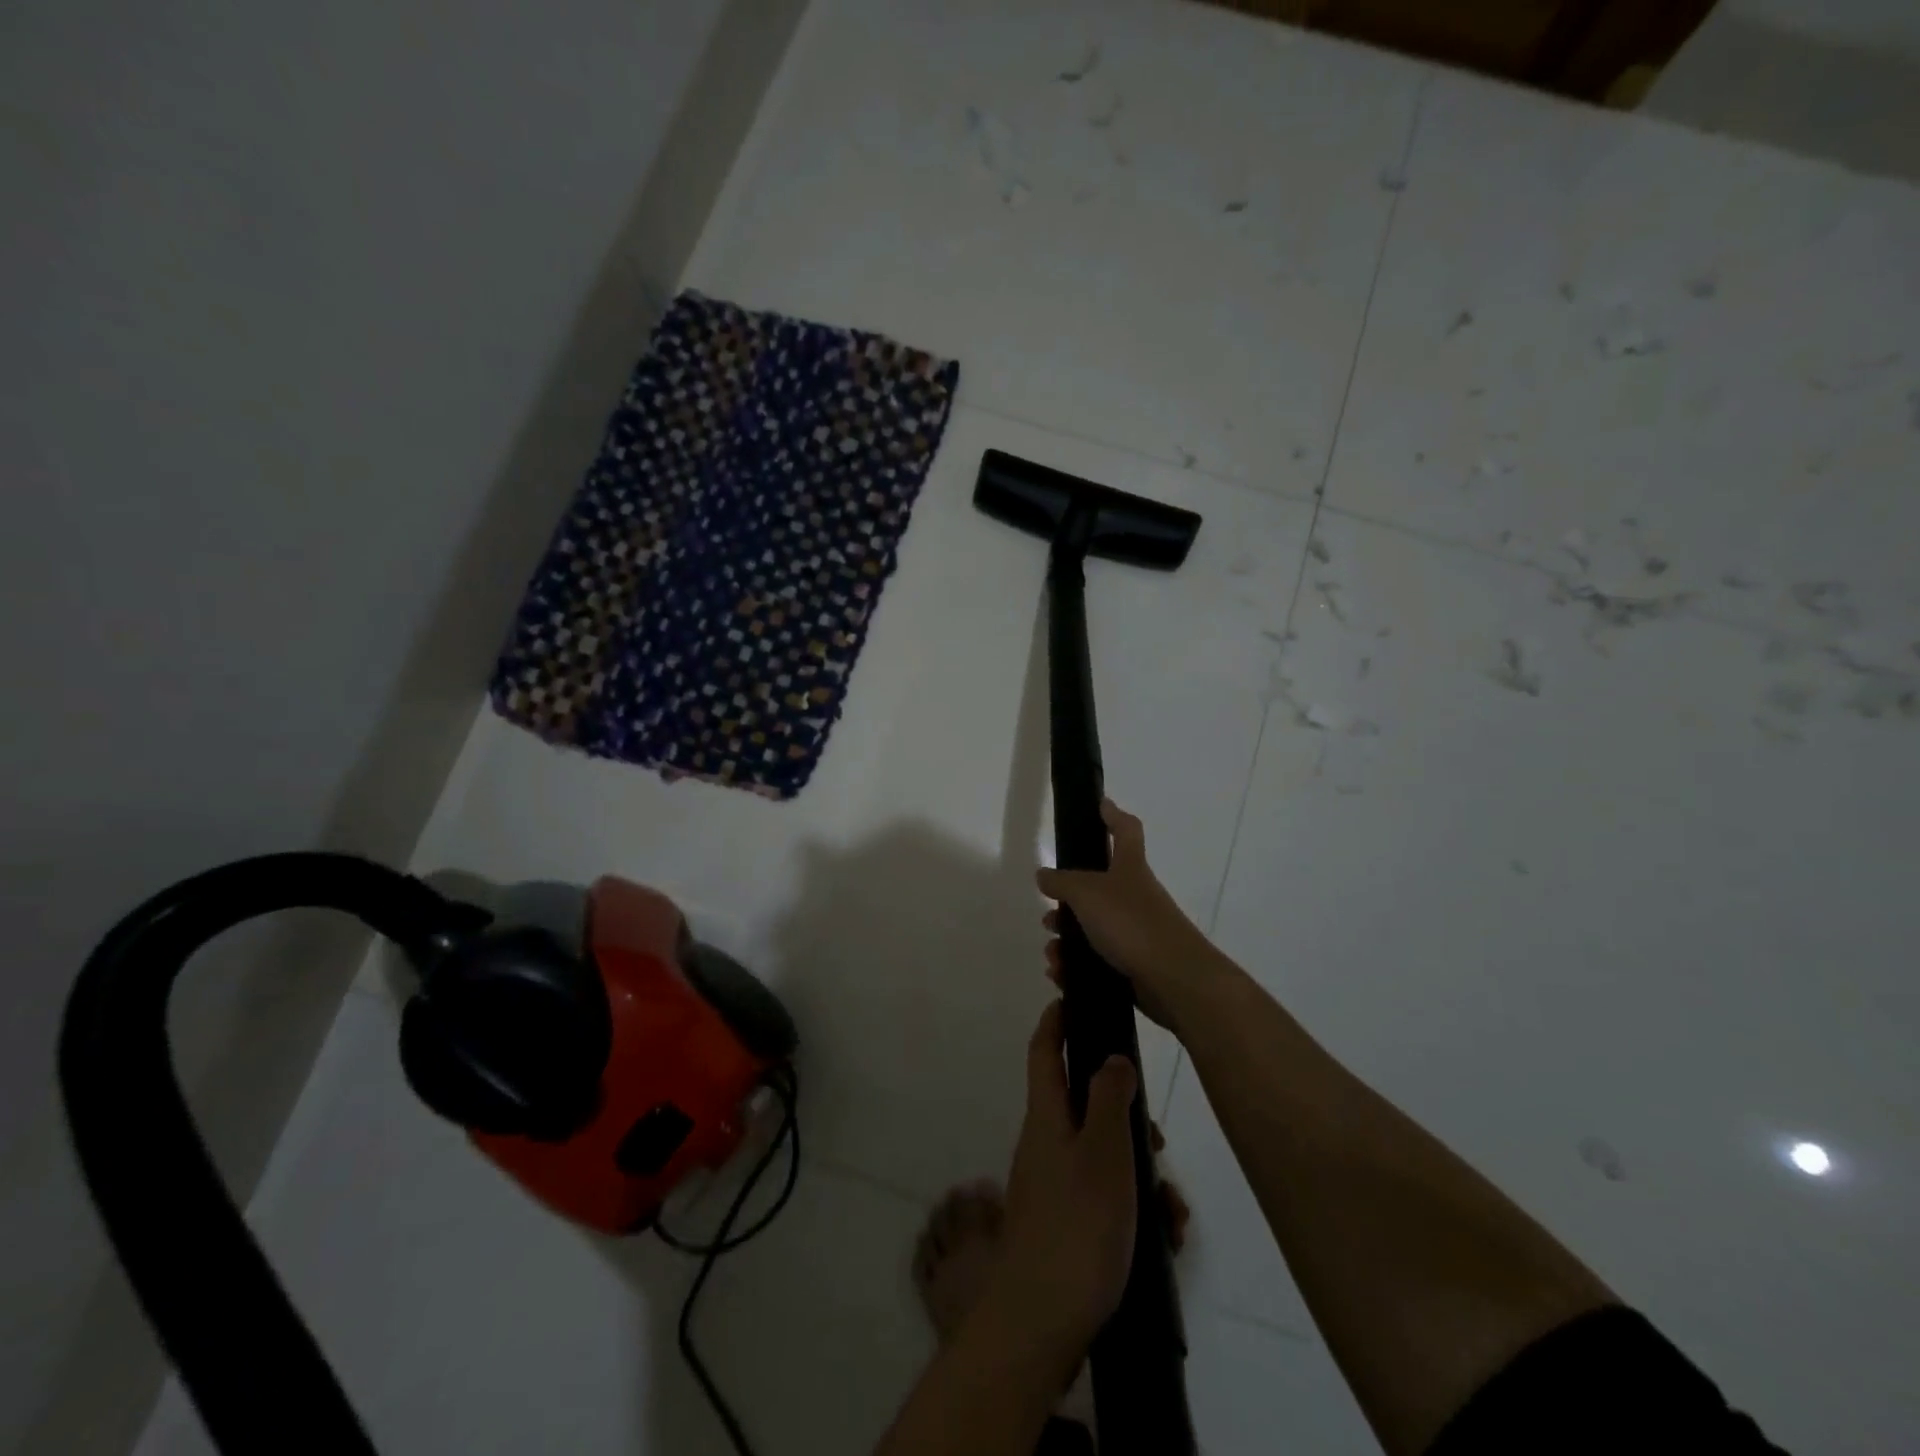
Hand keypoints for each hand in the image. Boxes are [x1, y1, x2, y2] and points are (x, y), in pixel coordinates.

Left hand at [990, 1001, 1139, 1360]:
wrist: (1040, 1323)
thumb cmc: (1076, 1226)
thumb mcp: (1104, 1152)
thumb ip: (1110, 1097)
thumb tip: (1111, 1056)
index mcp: (1046, 1115)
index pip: (1043, 1049)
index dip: (1055, 1020)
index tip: (1073, 999)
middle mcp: (1044, 1142)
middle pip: (1084, 1105)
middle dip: (1125, 1115)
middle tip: (1160, 1142)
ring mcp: (1052, 1185)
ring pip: (1102, 1156)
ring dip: (1140, 1172)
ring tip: (1173, 1210)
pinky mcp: (1064, 1223)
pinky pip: (1103, 1196)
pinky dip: (1134, 1206)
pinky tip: (1163, 1238)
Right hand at [1036, 799, 1215, 1026]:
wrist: (1175, 980)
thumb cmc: (1132, 923)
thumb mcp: (1087, 893)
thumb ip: (1062, 881)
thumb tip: (1044, 874)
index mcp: (1129, 868)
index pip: (1125, 830)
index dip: (1112, 815)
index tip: (1100, 804)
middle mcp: (1135, 896)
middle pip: (1099, 887)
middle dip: (1069, 901)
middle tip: (1049, 914)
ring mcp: (1137, 931)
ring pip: (1094, 927)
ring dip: (1067, 939)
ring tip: (1052, 953)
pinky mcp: (1134, 964)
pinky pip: (1098, 960)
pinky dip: (1076, 966)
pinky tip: (1060, 974)